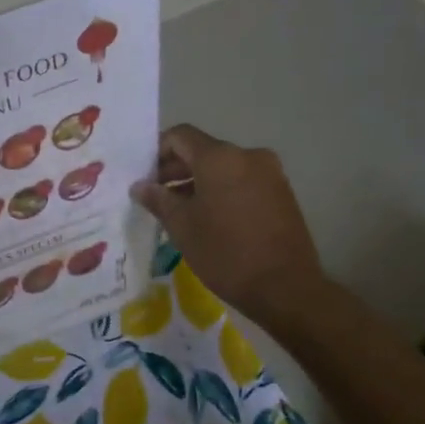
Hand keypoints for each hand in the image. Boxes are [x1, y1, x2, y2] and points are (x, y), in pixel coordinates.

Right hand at [130, 125, 327, 331]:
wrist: (284, 287)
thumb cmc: (224, 252)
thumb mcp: (182, 226)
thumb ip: (158, 199)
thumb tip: (140, 186)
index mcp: (220, 158)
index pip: (180, 136)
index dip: (157, 151)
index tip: (144, 177)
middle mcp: (247, 156)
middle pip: (203, 151)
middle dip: (176, 170)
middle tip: (156, 197)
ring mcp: (269, 173)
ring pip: (223, 168)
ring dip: (198, 183)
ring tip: (180, 212)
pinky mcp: (281, 193)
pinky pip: (242, 181)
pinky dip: (221, 191)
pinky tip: (209, 219)